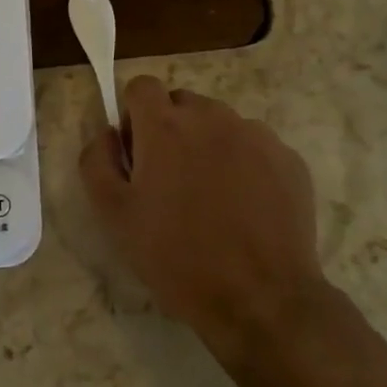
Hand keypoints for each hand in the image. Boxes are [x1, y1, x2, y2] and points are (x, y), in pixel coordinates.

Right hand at [79, 76, 323, 366]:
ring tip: (212, 198)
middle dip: (171, 130)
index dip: (133, 115)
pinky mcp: (288, 159)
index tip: (137, 154)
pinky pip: (255, 146)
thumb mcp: (114, 215)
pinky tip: (245, 208)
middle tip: (170, 181)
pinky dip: (244, 164)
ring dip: (208, 145)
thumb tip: (108, 134)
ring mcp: (256, 135)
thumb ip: (97, 161)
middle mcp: (212, 117)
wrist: (261, 299)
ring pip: (220, 124)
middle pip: (182, 103)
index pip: (141, 86)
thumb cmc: (177, 257)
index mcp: (165, 126)